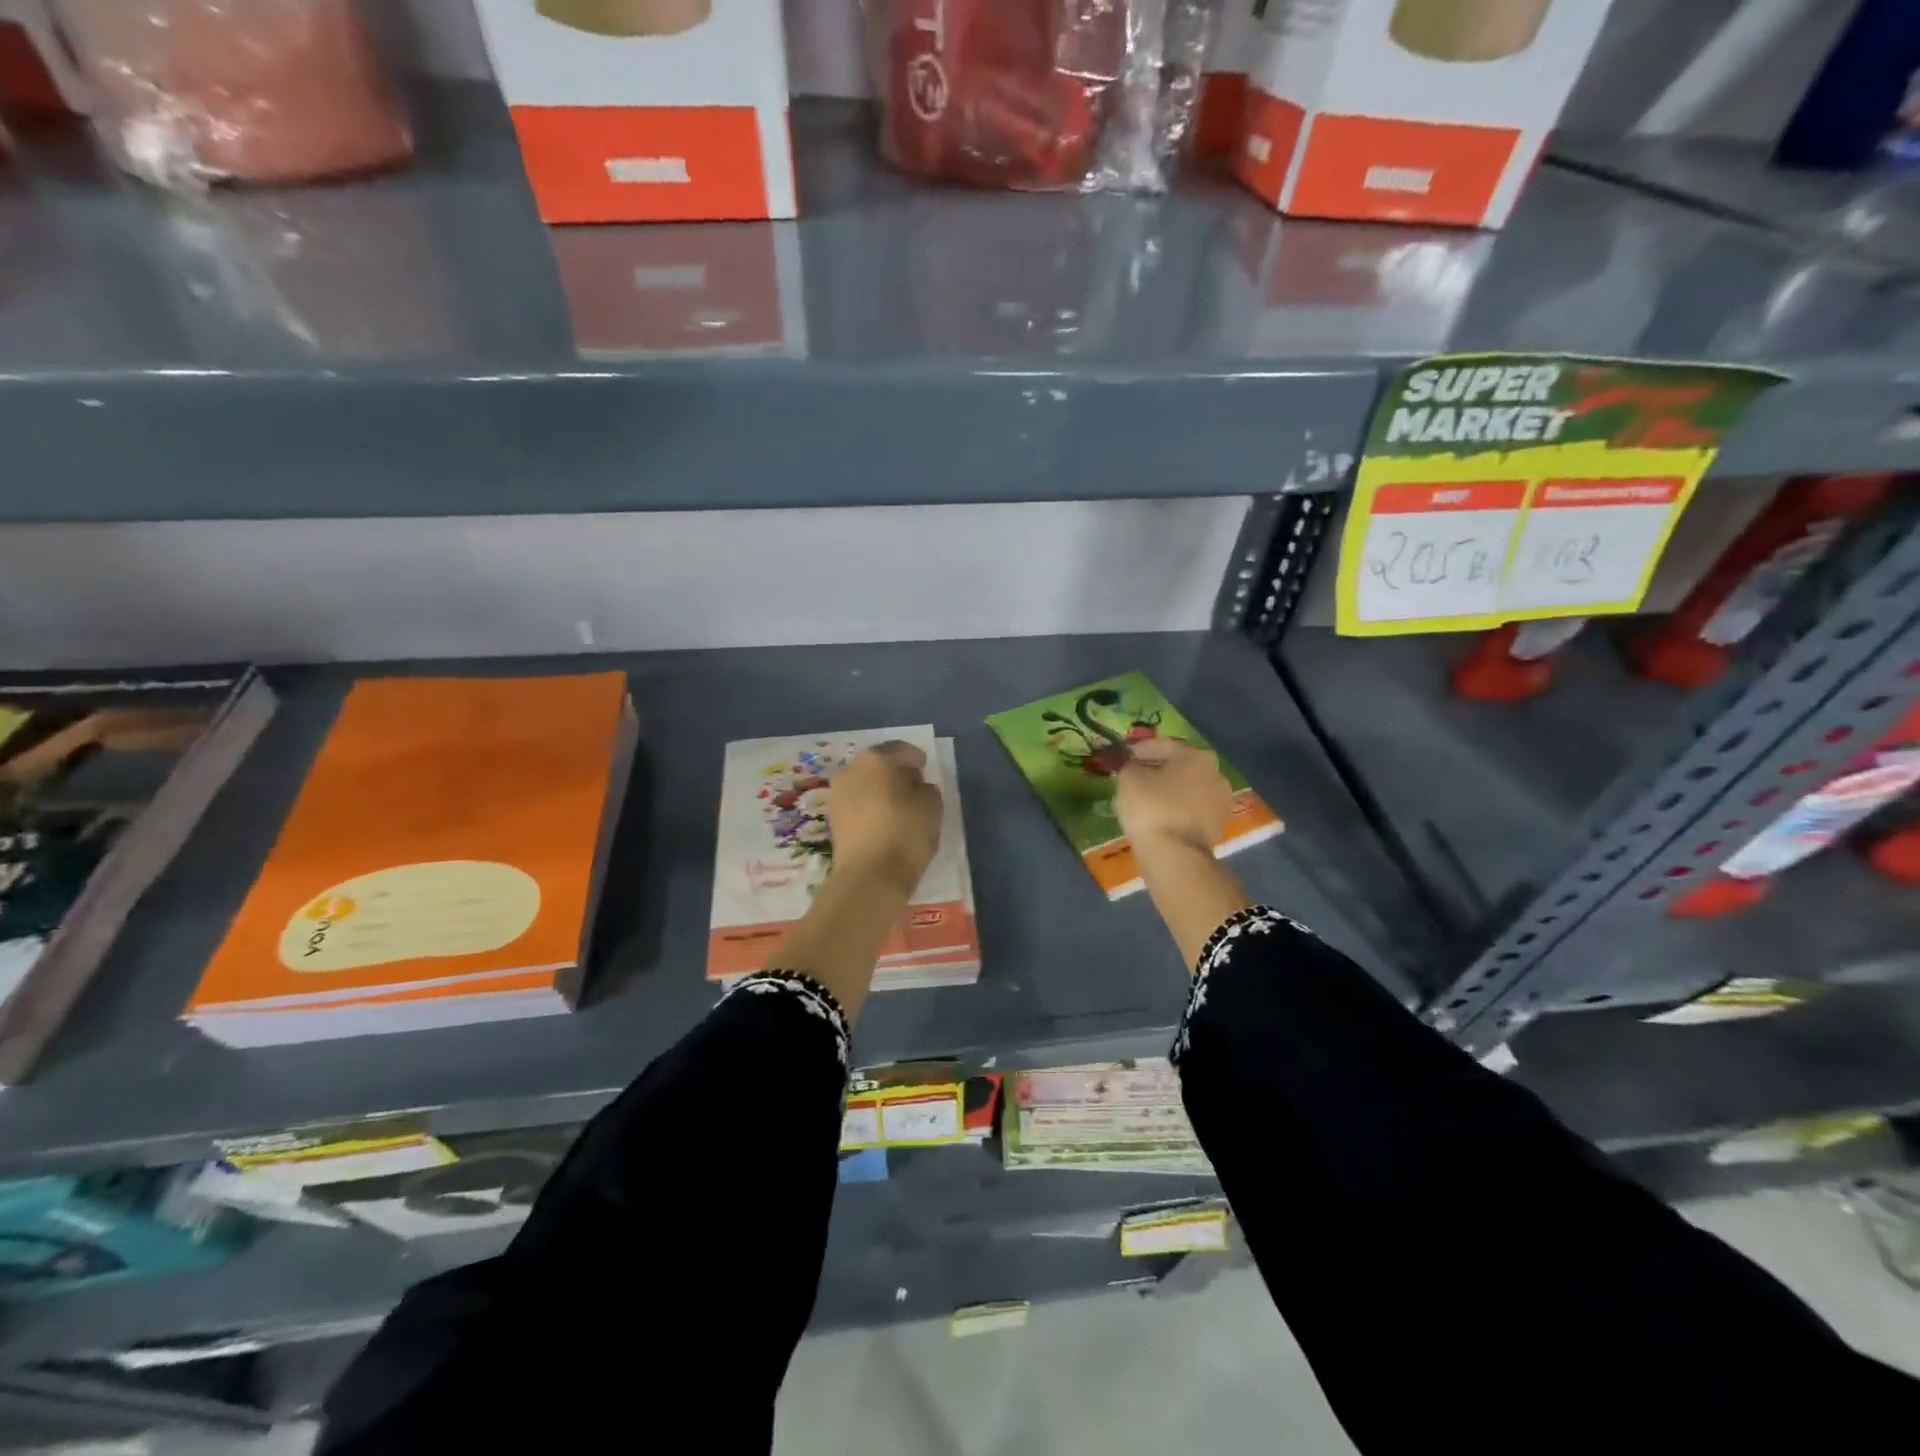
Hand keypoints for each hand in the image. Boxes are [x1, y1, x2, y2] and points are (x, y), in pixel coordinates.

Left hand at [828, 742, 943, 894]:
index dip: (917, 759)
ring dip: (881, 792)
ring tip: (900, 810)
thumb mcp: (932, 806)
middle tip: (914, 790)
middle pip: (880, 765)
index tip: (926, 770)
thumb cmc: (905, 832)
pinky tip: (884, 824)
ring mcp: (837, 795)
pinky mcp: (833, 820)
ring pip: (866, 785)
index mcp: (876, 759)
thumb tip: (916, 789)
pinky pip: (858, 805)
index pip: (901, 750)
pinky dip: (871, 809)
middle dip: (896, 774)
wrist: (870, 876)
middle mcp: (851, 770)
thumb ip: (927, 790)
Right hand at [1115, 738, 1231, 857]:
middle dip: (1157, 769)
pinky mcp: (1217, 826)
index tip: (1123, 755)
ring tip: (1144, 797)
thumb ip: (1130, 766)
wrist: (1174, 854)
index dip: (1139, 749)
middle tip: (1134, 775)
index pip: (1163, 745)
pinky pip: (1190, 810)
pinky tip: (1157, 815)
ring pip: (1187, 789)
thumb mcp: (1129, 778)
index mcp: (1197, 756)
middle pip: (1179, 767)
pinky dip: (1174, 808)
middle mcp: (1216, 775)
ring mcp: (1220, 802)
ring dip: (1167, 790)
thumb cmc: (1151, 807)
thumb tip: (1133, 766)